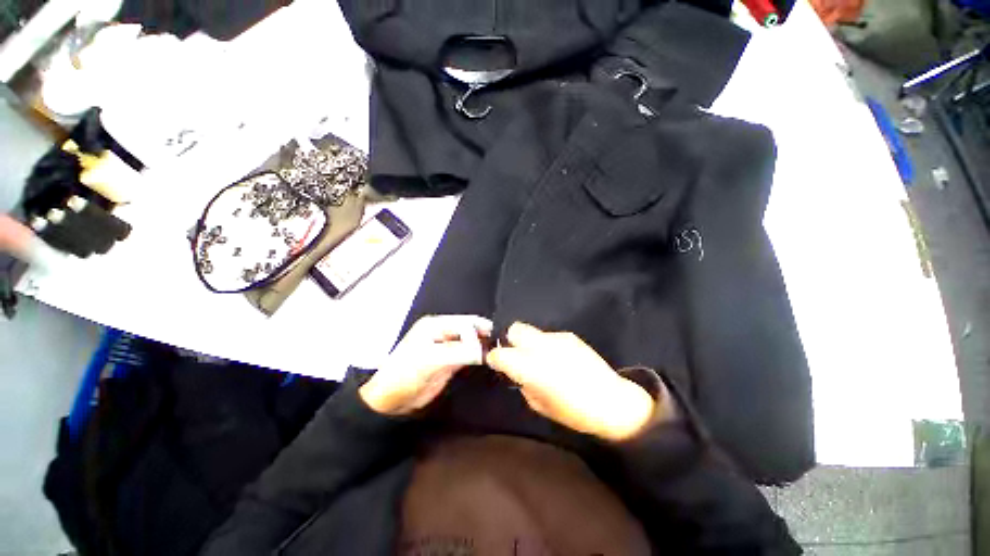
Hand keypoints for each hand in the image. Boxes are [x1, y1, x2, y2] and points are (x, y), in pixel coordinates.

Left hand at [360, 315, 492, 415]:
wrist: (389, 402)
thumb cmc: (405, 376)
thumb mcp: (431, 361)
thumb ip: (459, 353)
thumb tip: (484, 350)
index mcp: (435, 325)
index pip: (466, 322)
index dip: (482, 329)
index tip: (498, 341)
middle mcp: (443, 333)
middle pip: (470, 330)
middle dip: (485, 337)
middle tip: (502, 347)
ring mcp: (447, 347)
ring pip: (471, 343)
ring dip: (483, 347)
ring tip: (499, 353)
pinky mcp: (449, 362)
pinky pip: (468, 355)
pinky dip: (478, 357)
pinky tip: (488, 360)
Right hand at [486, 322, 655, 441]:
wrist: (612, 402)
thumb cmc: (573, 412)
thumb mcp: (539, 405)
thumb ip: (524, 384)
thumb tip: (518, 373)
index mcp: (531, 368)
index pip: (500, 354)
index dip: (494, 357)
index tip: (496, 363)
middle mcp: (541, 347)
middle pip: (514, 329)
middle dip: (510, 340)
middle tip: (516, 355)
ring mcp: (557, 338)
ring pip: (531, 331)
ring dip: (529, 343)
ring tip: (539, 358)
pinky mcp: (569, 336)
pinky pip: (548, 336)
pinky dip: (546, 345)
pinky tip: (558, 358)